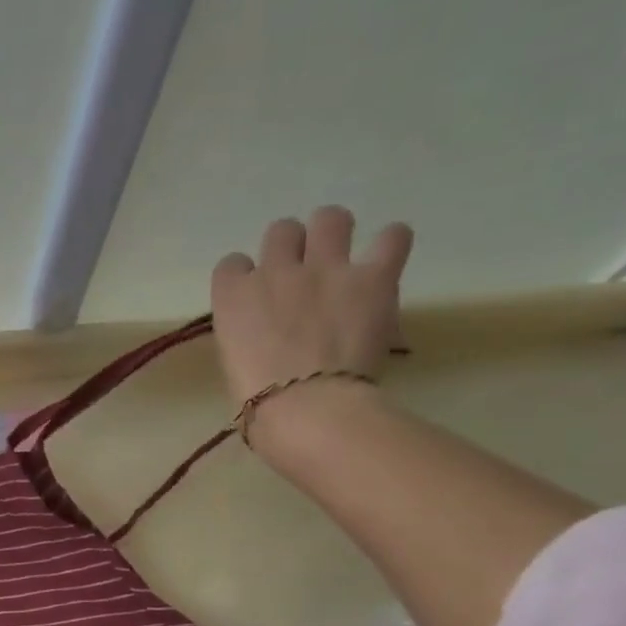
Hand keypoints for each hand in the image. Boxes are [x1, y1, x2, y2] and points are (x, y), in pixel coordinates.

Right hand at [210, 206, 412, 407]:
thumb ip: (246, 333)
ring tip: (341, 256)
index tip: (256, 296)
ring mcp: (325, 269)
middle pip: (282, 231)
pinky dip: (390, 244)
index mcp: (233, 296)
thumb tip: (264, 335)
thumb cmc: (257, 401)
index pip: (233, 264)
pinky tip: (386, 260)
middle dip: (291, 247)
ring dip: (334, 233)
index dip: (246, 277)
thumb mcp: (233, 362)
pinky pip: (393, 237)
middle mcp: (275, 270)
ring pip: (330, 218)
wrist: (306, 407)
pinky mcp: (372, 278)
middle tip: (302, 272)